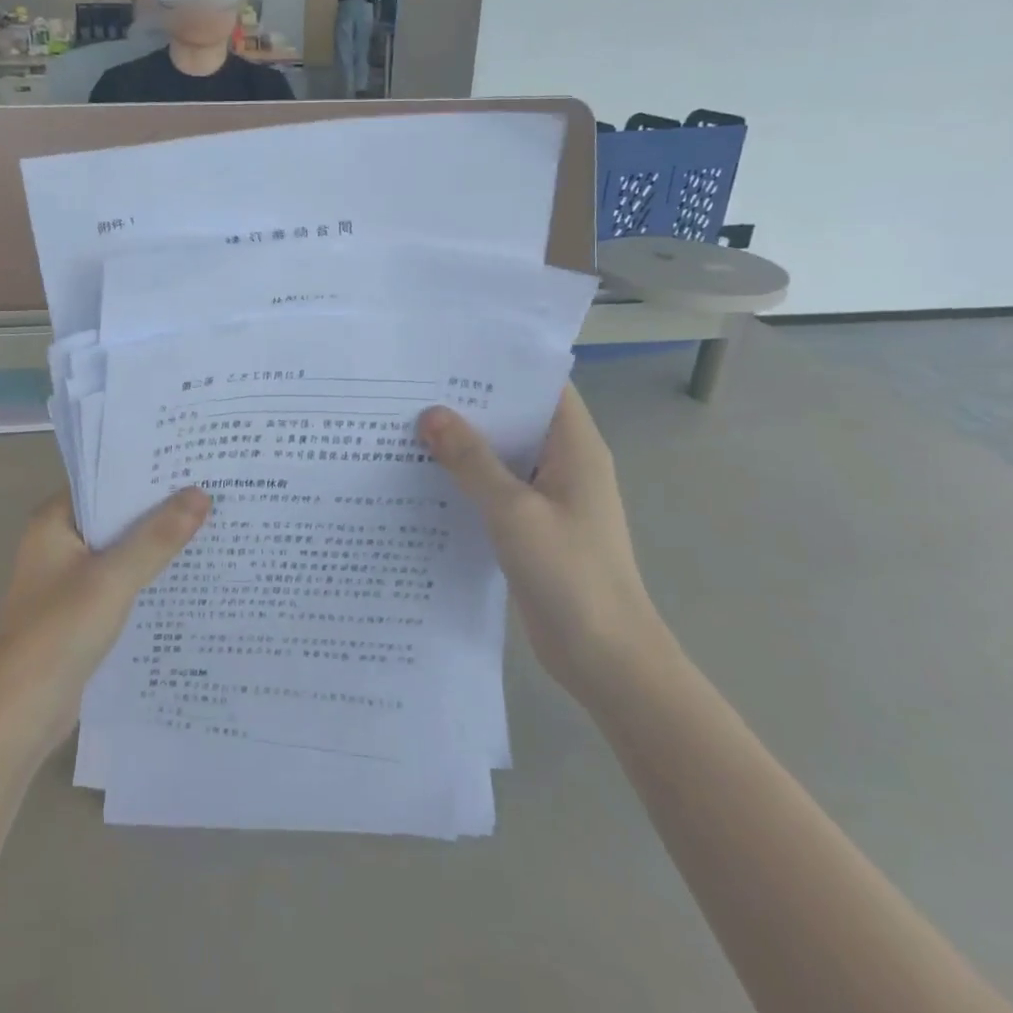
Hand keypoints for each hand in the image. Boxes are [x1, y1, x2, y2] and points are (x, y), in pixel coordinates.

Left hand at [0, 489, 210, 744]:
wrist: (21, 714)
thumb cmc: (59, 633)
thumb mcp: (113, 579)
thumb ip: (157, 537)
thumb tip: (200, 494)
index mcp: (53, 522)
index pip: (104, 480)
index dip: (145, 471)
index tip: (190, 461)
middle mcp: (58, 542)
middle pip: (115, 513)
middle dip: (157, 506)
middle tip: (211, 489)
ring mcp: (67, 577)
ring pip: (120, 548)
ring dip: (155, 541)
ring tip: (209, 523)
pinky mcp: (80, 609)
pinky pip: (119, 578)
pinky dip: (146, 573)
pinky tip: (185, 572)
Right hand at [419, 386, 667, 703]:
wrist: (605, 657)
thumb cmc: (570, 573)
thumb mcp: (514, 511)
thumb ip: (471, 461)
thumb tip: (430, 414)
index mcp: (576, 448)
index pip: (543, 386)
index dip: (503, 366)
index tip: (451, 354)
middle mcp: (564, 465)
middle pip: (517, 418)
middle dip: (471, 404)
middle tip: (413, 387)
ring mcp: (548, 498)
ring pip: (502, 456)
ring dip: (464, 445)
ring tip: (407, 424)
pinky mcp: (532, 527)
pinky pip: (495, 490)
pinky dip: (466, 481)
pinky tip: (423, 478)